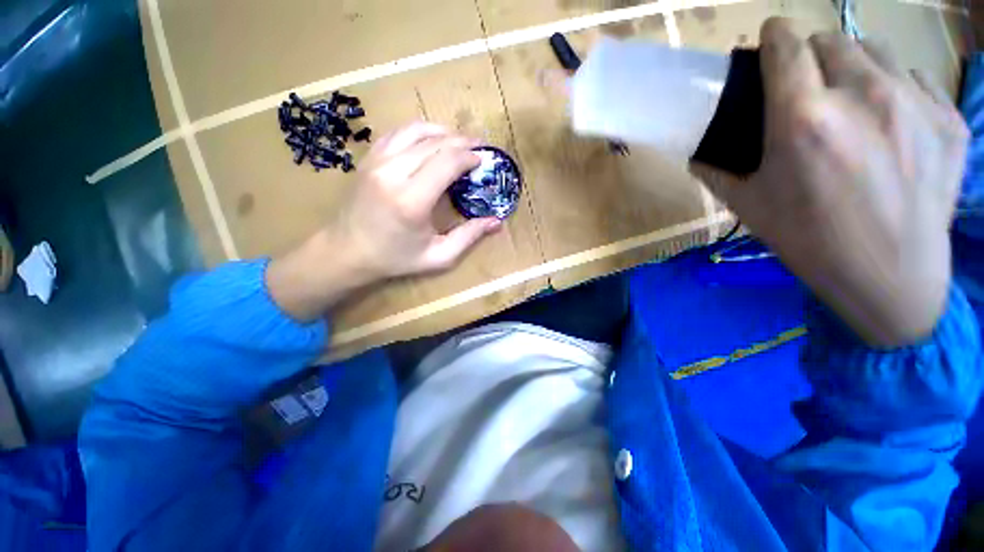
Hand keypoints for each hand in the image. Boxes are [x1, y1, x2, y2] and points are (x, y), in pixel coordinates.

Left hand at [330, 122, 501, 278]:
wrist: (346, 252)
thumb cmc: (395, 258)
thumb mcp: (438, 257)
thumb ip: (469, 237)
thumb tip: (496, 222)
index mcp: (412, 200)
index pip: (447, 161)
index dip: (469, 156)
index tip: (483, 160)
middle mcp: (392, 173)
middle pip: (435, 142)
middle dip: (462, 141)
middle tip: (479, 148)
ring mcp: (376, 161)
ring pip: (416, 130)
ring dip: (442, 132)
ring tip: (459, 141)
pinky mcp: (368, 158)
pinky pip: (397, 133)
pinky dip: (419, 132)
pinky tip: (430, 141)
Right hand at [702, 18, 967, 345]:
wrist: (889, 277)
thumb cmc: (809, 241)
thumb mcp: (748, 206)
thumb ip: (717, 171)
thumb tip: (700, 151)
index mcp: (803, 120)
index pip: (785, 44)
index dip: (772, 38)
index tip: (768, 45)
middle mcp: (862, 96)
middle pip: (830, 40)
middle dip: (812, 56)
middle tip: (809, 89)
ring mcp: (914, 103)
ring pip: (875, 52)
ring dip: (855, 68)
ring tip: (854, 105)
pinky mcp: (949, 119)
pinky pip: (915, 79)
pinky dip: (897, 91)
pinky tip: (893, 128)